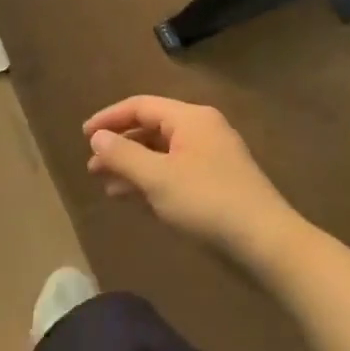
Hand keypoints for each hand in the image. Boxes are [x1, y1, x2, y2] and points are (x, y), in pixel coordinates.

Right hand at [83, 95, 293, 256]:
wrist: (266, 244)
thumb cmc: (207, 202)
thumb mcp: (157, 178)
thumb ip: (123, 154)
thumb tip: (98, 137)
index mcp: (191, 119)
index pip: (141, 106)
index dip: (109, 118)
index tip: (83, 136)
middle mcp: (202, 131)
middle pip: (150, 129)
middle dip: (119, 146)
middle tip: (92, 167)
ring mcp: (211, 159)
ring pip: (161, 154)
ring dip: (132, 166)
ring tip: (106, 185)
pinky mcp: (215, 185)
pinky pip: (173, 173)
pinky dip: (150, 181)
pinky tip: (133, 198)